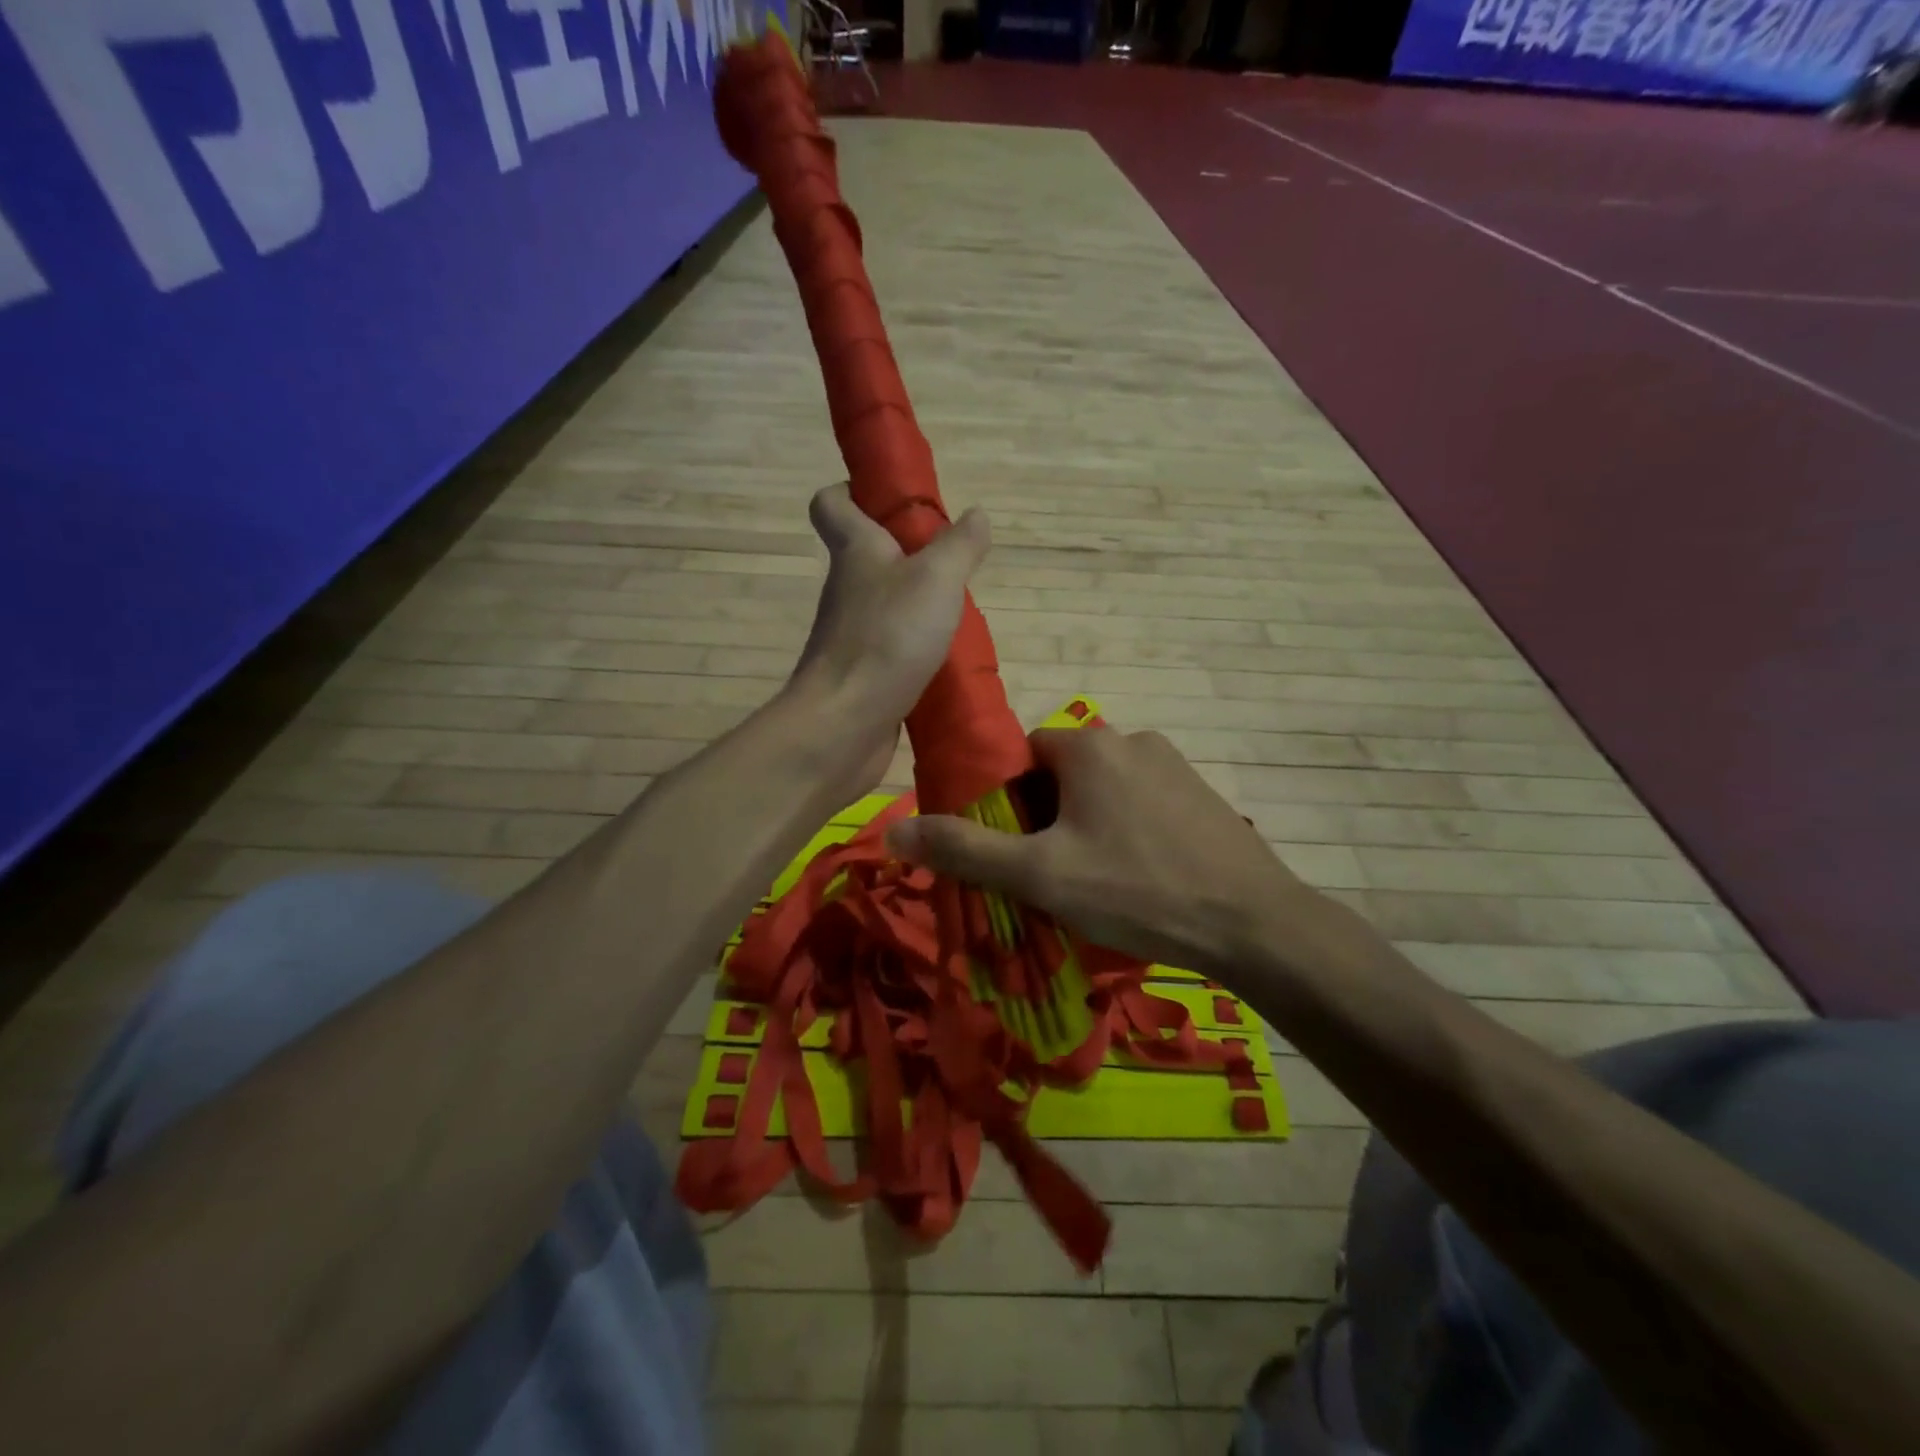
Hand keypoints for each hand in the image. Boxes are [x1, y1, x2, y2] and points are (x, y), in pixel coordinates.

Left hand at [789, 482, 991, 792]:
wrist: (844, 725)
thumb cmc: (887, 638)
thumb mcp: (936, 580)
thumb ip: (960, 546)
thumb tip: (976, 514)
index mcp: (855, 551)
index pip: (833, 504)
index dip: (855, 491)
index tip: (896, 500)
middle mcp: (847, 589)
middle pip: (868, 555)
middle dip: (908, 552)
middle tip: (954, 561)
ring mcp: (852, 634)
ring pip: (884, 604)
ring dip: (918, 603)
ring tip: (961, 610)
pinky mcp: (863, 674)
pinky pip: (892, 647)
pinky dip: (917, 647)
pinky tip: (948, 657)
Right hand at [886, 726, 1322, 974]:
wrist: (1252, 924)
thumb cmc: (1136, 890)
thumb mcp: (1039, 875)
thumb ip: (965, 850)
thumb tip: (892, 830)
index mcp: (1088, 745)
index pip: (1020, 757)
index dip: (1007, 803)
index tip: (1014, 849)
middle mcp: (1130, 739)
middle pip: (1061, 775)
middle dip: (1046, 819)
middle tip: (1051, 875)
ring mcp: (1173, 765)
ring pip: (1103, 791)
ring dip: (1087, 826)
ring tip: (1097, 883)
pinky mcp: (1200, 794)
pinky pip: (1142, 804)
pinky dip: (1128, 831)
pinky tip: (1140, 878)